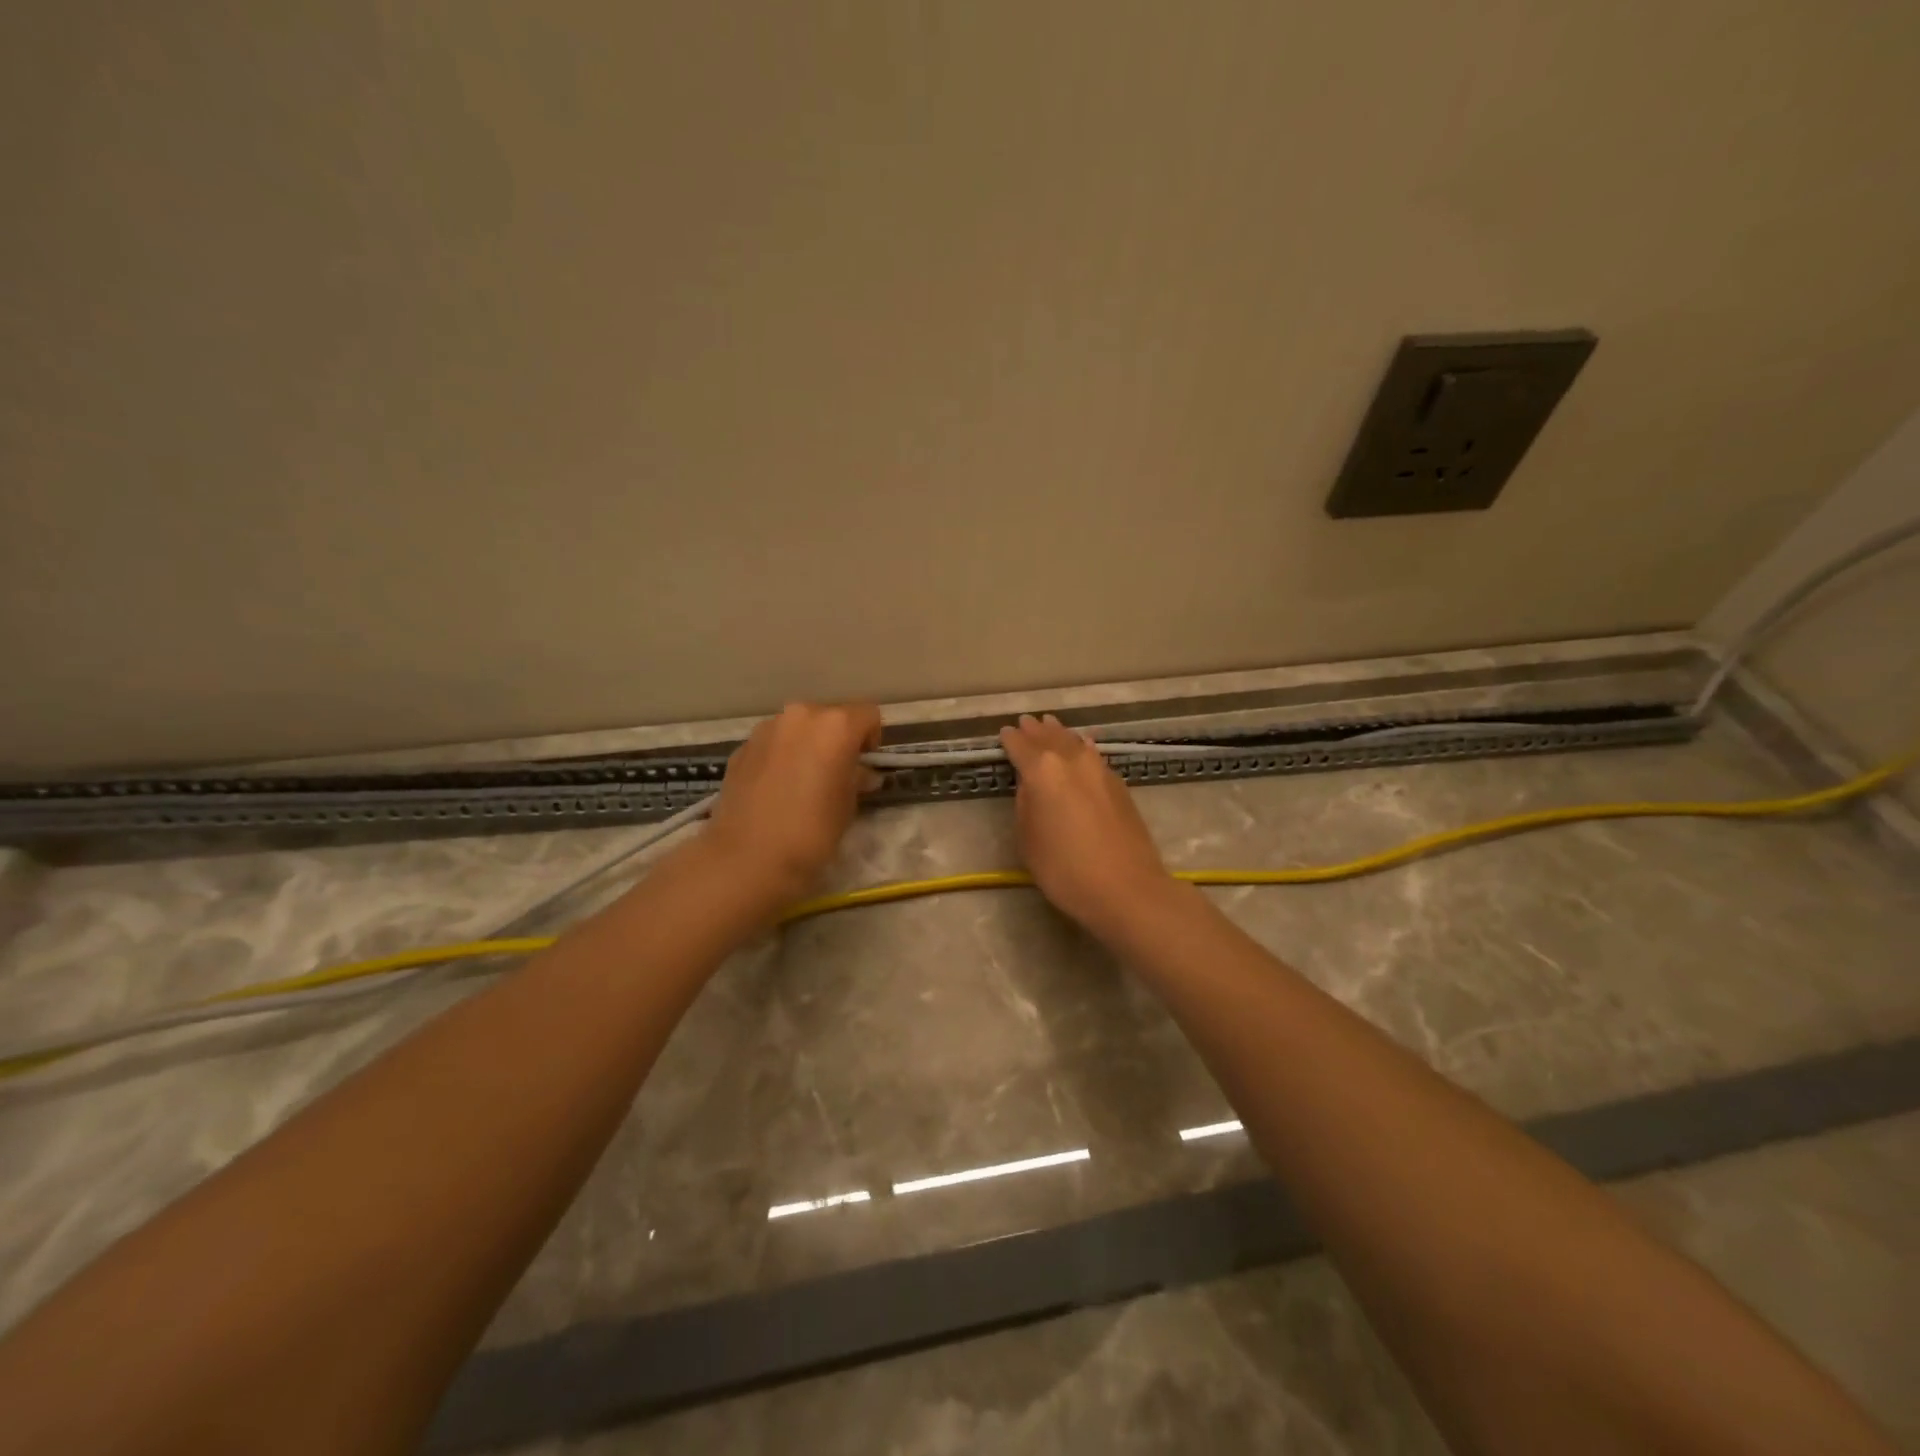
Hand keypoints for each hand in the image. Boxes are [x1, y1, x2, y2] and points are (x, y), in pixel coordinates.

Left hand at [707, 702, 882, 900]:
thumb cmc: (812, 831)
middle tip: (836, 774)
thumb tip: (859, 773)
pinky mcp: (741, 747)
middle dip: (837, 739)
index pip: (868, 715)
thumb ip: (856, 778)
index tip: (864, 767)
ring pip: (798, 728)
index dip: (871, 740)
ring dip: (807, 745)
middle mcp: (800, 716)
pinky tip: (777, 789)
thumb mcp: (848, 805)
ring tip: (803, 782)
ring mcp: (766, 729)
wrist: (747, 857)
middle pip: (830, 716)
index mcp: (835, 726)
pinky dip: (781, 756)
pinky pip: (773, 743)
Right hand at [997, 714, 1173, 936]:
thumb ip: (1026, 804)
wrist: (1126, 887)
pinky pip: (1093, 754)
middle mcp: (1071, 760)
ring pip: (1074, 742)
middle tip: (1026, 722)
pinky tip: (1082, 746)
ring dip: (1059, 734)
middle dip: (1035, 731)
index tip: (1004, 733)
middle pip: (1049, 738)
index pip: (1021, 747)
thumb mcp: (1028, 840)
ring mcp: (1099, 769)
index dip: (1010, 740)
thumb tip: (1031, 785)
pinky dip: (1081, 747)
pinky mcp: (1119, 783)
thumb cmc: (1065, 869)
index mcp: (1042, 771)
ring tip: (1050, 726)